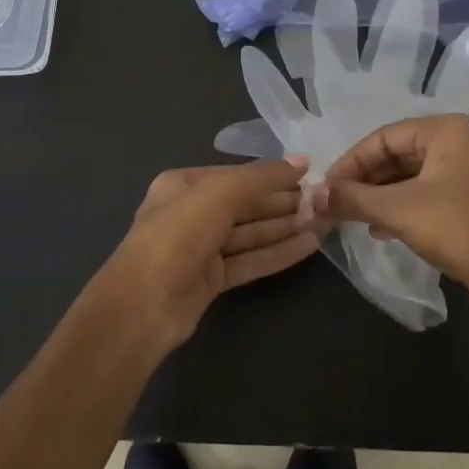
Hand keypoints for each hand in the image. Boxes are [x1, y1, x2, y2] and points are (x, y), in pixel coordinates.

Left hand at [93, 158, 318, 347]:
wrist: (144, 306)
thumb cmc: (177, 236)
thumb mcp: (219, 194)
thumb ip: (261, 178)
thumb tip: (301, 162)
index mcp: (183, 186)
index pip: (236, 176)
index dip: (273, 175)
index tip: (311, 174)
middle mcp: (191, 213)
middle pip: (245, 204)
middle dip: (283, 202)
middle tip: (324, 201)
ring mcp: (201, 249)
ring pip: (250, 233)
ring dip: (286, 227)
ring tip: (325, 220)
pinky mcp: (212, 280)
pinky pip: (250, 260)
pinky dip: (278, 252)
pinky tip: (310, 245)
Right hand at [311, 115, 468, 302]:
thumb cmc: (453, 228)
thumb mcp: (395, 210)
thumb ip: (352, 198)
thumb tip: (313, 197)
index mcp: (446, 130)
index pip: (383, 138)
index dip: (350, 162)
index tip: (327, 187)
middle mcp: (462, 140)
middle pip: (398, 154)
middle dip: (365, 180)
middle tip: (338, 202)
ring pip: (413, 174)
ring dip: (381, 195)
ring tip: (354, 216)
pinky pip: (430, 189)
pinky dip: (403, 204)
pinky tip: (382, 227)